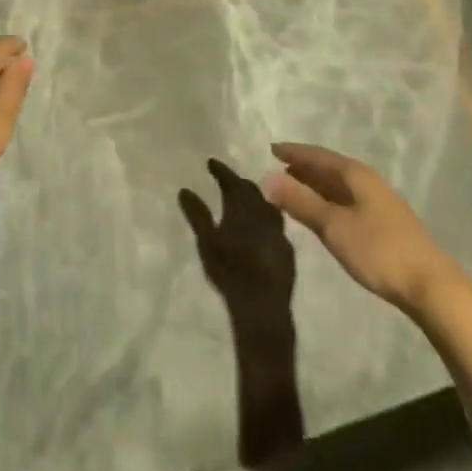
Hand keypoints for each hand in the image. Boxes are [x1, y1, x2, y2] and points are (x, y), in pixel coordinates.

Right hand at [179, 160, 296, 321]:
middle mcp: (263, 213)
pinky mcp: (287, 252)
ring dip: (255, 201)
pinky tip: (261, 231)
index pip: (231, 180)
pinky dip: (266, 222)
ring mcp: (278, 233)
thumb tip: (184, 189)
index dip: (221, 170)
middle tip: (228, 181)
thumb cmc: (230, 270)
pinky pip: (276, 228)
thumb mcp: (206, 241)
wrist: (262, 307)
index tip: (211, 162)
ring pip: (267, 207)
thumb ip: (197, 214)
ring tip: (246, 203)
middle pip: (251, 190)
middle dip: (239, 183)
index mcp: (242, 206)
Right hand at [262, 142, 467, 314]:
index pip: (317, 154)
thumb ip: (299, 202)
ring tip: (296, 191)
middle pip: (330, 168)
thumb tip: (265, 178)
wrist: (433, 289)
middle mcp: (368, 181)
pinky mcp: (387, 225)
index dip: (294, 152)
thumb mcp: (333, 226)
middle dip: (304, 168)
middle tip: (279, 170)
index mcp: (355, 174)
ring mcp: (380, 203)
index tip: (272, 150)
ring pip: (341, 186)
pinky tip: (326, 215)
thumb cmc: (379, 250)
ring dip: (318, 186)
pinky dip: (331, 201)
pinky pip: (349, 201)